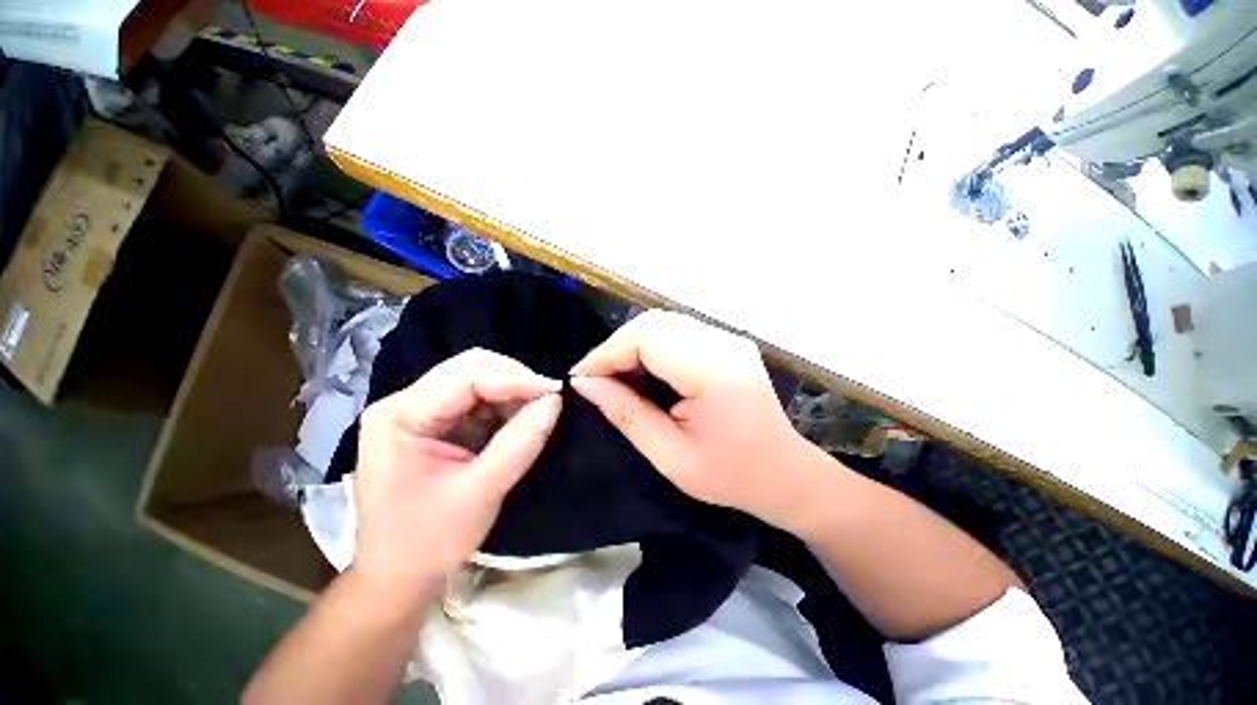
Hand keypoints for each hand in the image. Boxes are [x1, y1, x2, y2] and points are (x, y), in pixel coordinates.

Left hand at [352, 349, 562, 595]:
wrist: (397, 576)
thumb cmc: (429, 541)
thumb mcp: (480, 493)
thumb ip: (519, 443)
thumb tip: (555, 400)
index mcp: (400, 416)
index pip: (466, 375)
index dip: (515, 379)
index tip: (556, 392)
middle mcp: (404, 403)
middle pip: (469, 368)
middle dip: (514, 380)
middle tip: (548, 400)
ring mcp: (417, 411)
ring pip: (476, 379)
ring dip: (511, 392)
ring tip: (536, 412)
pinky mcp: (433, 422)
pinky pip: (476, 399)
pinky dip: (503, 405)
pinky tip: (517, 421)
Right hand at [570, 311, 824, 531]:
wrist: (785, 474)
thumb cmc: (731, 476)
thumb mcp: (671, 456)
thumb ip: (626, 414)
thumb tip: (585, 385)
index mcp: (713, 370)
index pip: (647, 338)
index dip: (607, 353)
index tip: (580, 378)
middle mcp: (722, 342)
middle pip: (653, 323)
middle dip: (616, 348)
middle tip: (596, 380)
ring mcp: (727, 338)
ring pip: (663, 324)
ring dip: (632, 346)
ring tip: (614, 378)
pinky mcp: (725, 343)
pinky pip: (676, 333)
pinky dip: (651, 348)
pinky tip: (642, 372)